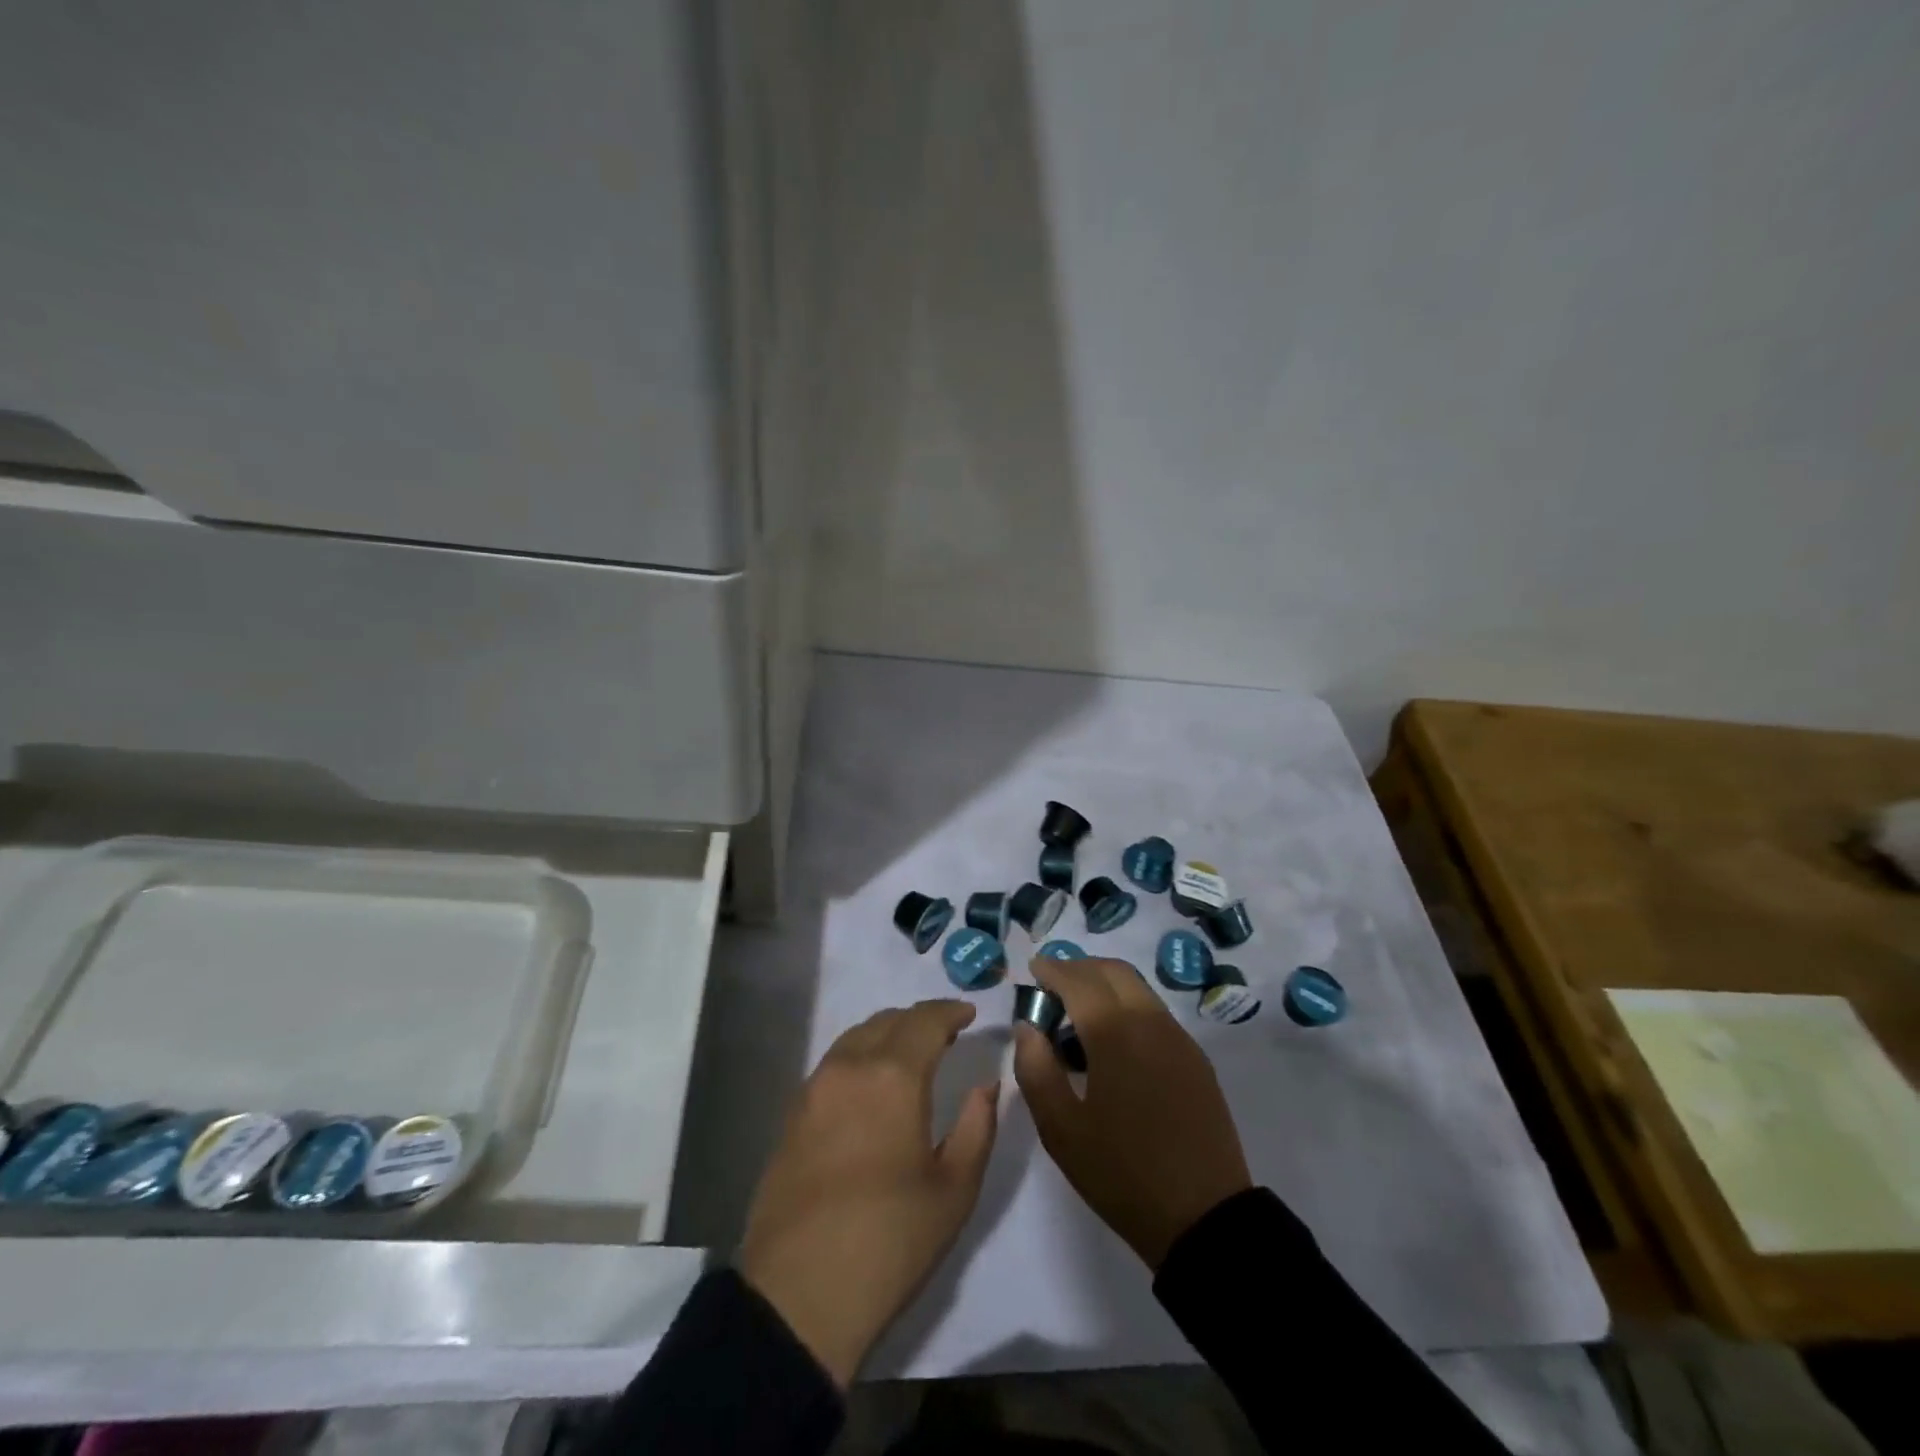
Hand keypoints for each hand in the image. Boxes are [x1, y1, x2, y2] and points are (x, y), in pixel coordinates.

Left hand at [738, 999, 998, 1385]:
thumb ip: (978, 1126)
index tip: (969, 1015)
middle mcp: (849, 1067)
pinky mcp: (792, 1115)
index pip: (925, 1021)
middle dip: (919, 1021)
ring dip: (887, 1035)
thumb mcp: (954, 1190)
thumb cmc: (889, 1241)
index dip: (950, 1012)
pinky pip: (833, 1064)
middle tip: (944, 1035)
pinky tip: (871, 1086)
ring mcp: (814, 1089)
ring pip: (855, 1038)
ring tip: (909, 1055)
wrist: (798, 1295)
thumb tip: (985, 1085)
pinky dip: (860, 1057)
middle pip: (887, 1021)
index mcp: (892, 1076)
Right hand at [1014, 956, 1251, 1269]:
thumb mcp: (1061, 1130)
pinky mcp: (1195, 1058)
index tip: (1034, 969)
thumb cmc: (1122, 1174)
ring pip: (1138, 988)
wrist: (1204, 1218)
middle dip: (1080, 968)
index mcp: (1115, 1033)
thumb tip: (1027, 1027)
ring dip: (1105, 983)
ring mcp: (1178, 1038)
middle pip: (1113, 972)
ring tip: (1079, 1009)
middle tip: (1053, 983)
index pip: (1079, 981)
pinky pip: (1155, 1012)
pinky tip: (1114, 1037)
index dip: (1053, 970)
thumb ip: (1036, 1069)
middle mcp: (1150, 1021)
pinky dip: (1127, 1004)